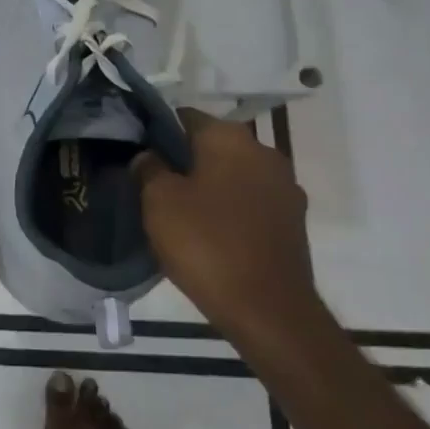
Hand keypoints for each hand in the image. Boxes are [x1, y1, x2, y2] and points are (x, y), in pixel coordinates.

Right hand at [131, 110, 313, 331]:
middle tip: (151, 185)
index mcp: (230, 138)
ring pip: (232, 175)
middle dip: (183, 160)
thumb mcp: (159, 201)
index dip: (156, 132)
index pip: (184, 117)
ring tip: (177, 212)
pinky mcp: (292, 222)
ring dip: (207, 186)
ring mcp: (285, 188)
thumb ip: (149, 168)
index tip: (137, 154)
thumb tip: (150, 156)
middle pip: (211, 146)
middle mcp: (264, 153)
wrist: (268, 310)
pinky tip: (207, 233)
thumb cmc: (206, 243)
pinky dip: (228, 210)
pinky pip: (249, 203)